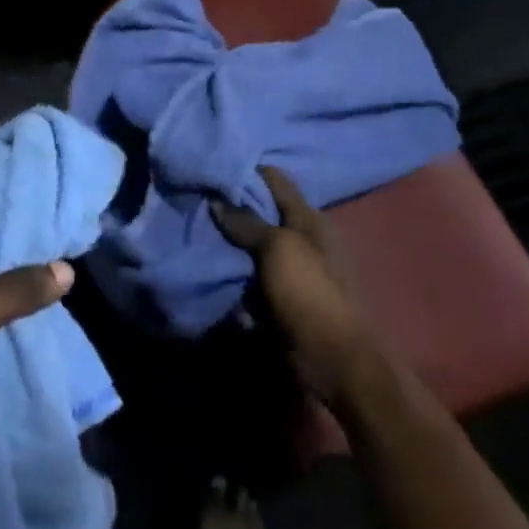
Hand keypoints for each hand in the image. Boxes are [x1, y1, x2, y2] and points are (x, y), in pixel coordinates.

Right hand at [212, 166, 376, 398]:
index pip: (274, 180)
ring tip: (193, 229)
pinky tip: (206, 265)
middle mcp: (300, 238)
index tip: (212, 167)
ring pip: (250, 246)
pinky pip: (248, 277)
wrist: (334, 361)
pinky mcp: (279, 297)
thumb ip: (247, 222)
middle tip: (195, 199)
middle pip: (260, 213)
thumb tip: (216, 200)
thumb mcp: (278, 248)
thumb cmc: (310, 293)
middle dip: (231, 208)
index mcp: (309, 219)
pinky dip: (232, 274)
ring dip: (227, 243)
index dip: (246, 171)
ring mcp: (290, 269)